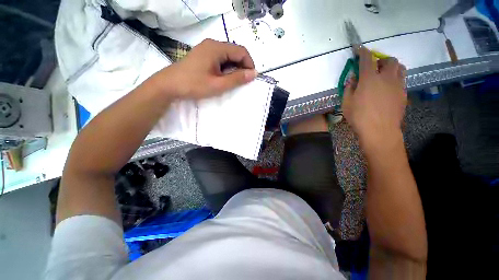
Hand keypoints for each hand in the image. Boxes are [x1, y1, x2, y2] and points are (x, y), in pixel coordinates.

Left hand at [150, 39, 257, 99]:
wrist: (170, 85)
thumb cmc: (194, 85)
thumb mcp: (218, 84)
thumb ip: (237, 79)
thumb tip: (254, 73)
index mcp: (217, 48)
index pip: (241, 51)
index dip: (249, 64)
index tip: (251, 78)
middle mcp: (213, 44)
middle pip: (235, 52)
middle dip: (242, 67)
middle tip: (242, 82)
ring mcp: (207, 49)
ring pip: (228, 56)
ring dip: (234, 68)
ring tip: (232, 81)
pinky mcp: (203, 55)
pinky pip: (220, 59)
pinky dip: (226, 68)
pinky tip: (223, 77)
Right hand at [342, 48, 406, 151]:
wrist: (380, 131)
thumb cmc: (359, 117)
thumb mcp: (347, 103)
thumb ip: (349, 87)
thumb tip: (353, 78)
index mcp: (369, 79)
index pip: (367, 59)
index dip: (362, 51)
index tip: (358, 48)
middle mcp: (386, 78)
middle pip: (389, 60)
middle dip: (381, 60)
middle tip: (373, 67)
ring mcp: (398, 85)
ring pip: (399, 67)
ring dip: (391, 67)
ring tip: (383, 75)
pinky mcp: (403, 93)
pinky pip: (402, 79)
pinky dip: (395, 78)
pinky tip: (388, 87)